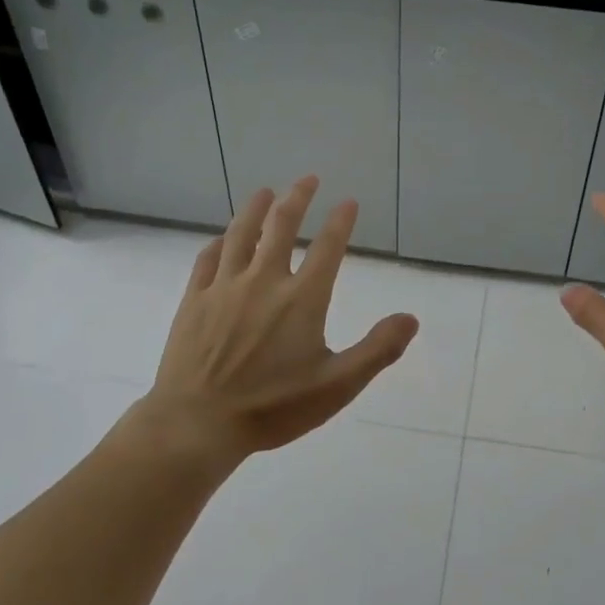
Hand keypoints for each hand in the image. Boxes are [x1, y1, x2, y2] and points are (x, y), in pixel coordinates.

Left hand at [138, 175, 418, 459]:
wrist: (197, 424)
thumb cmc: (272, 408)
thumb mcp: (337, 386)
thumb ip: (377, 350)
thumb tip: (411, 318)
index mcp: (302, 299)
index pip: (327, 247)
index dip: (341, 221)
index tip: (348, 201)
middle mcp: (263, 281)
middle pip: (281, 226)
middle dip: (298, 198)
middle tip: (308, 180)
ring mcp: (224, 288)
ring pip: (241, 234)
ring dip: (255, 209)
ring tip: (265, 191)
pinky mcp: (194, 301)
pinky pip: (207, 259)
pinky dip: (219, 242)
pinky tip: (223, 238)